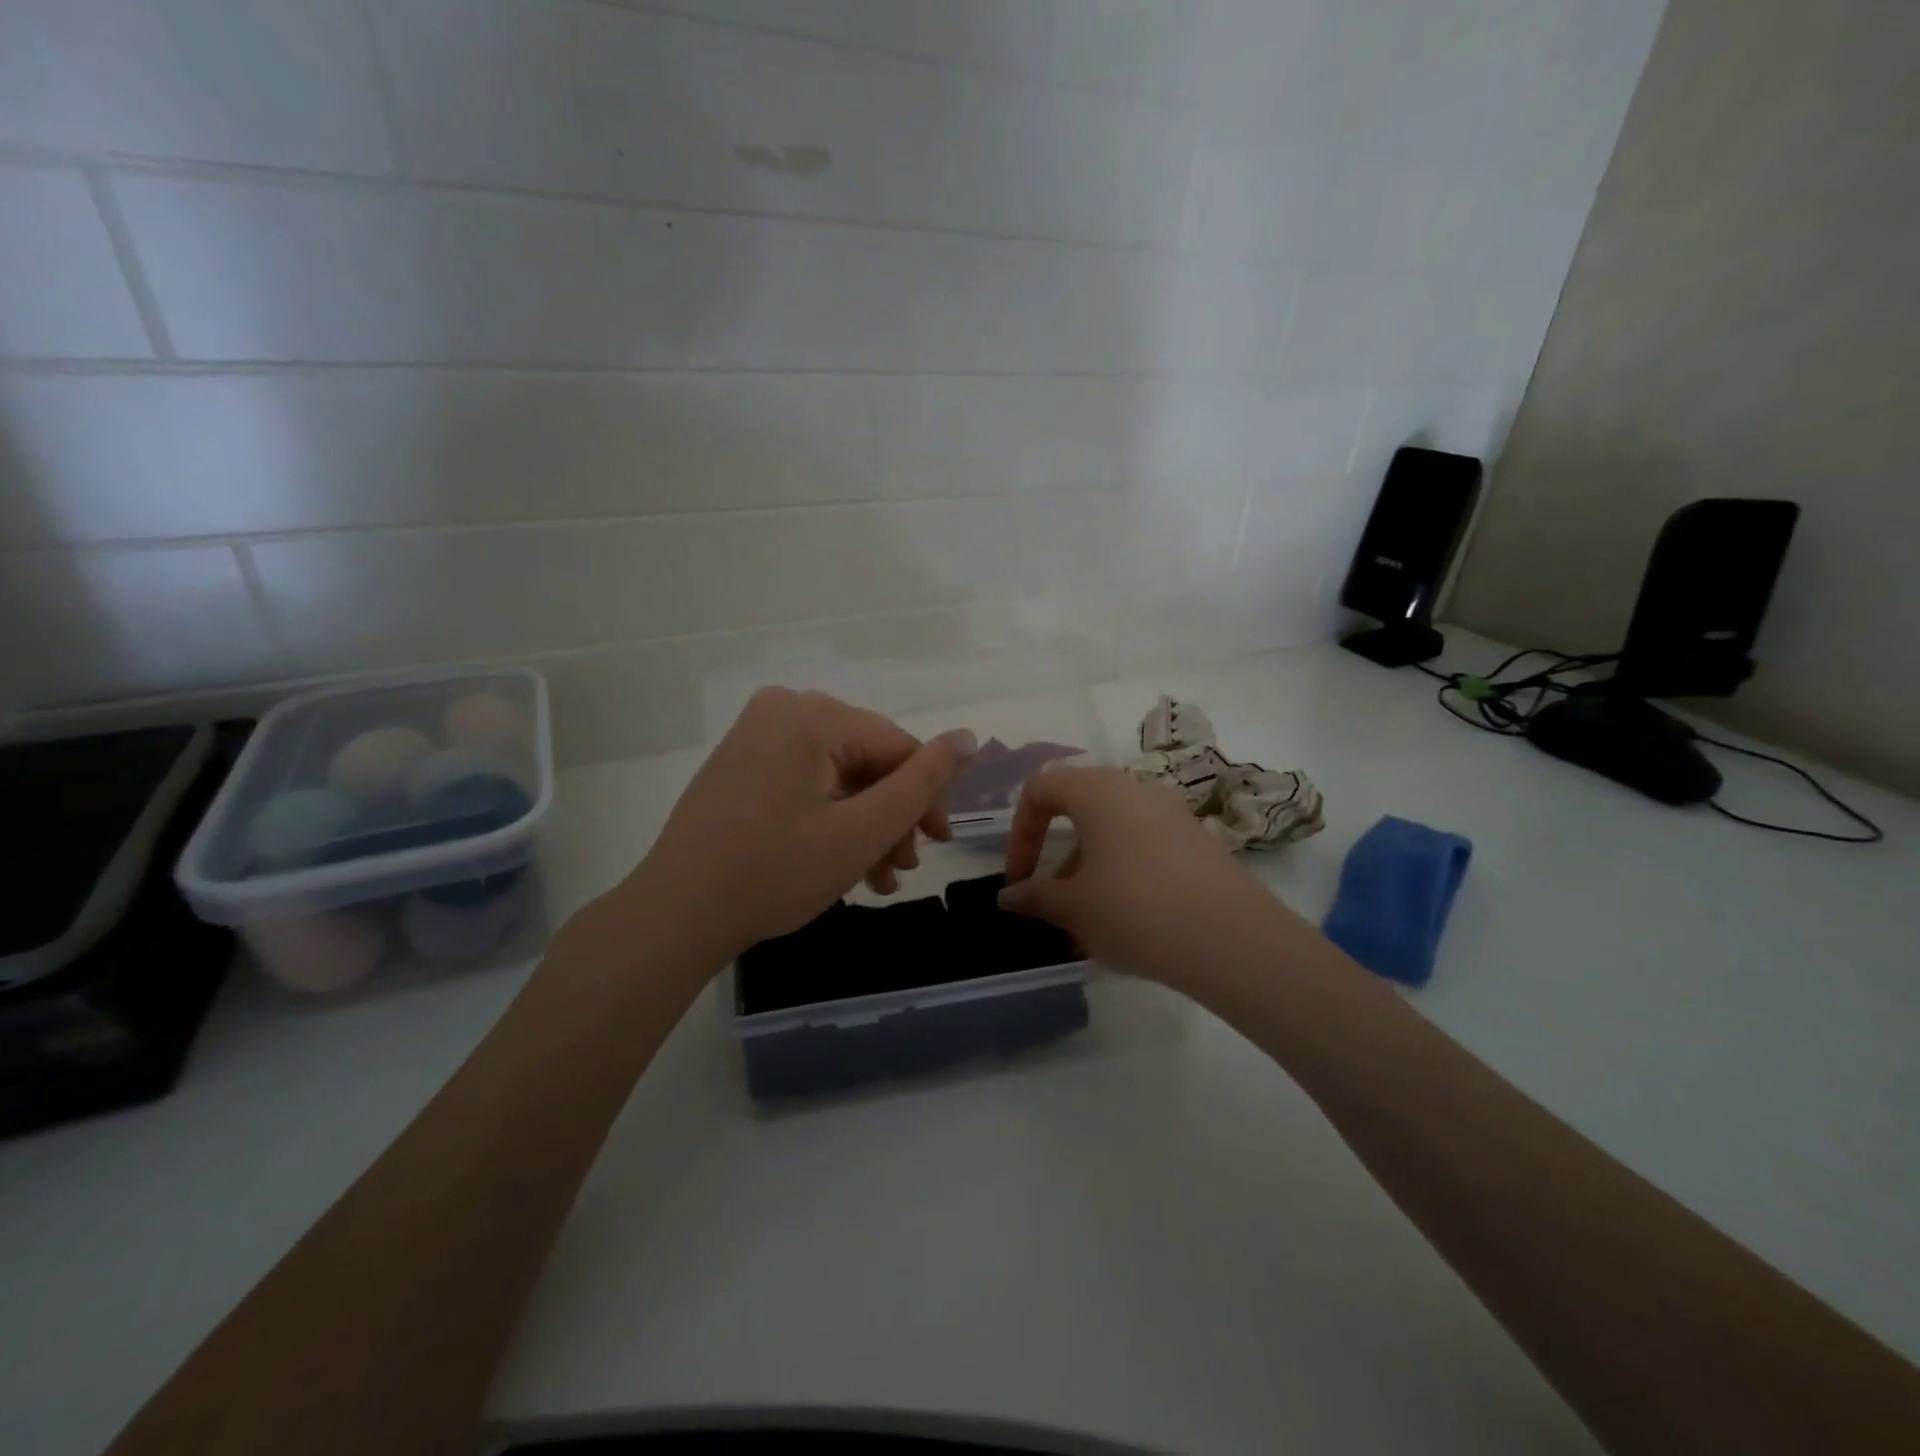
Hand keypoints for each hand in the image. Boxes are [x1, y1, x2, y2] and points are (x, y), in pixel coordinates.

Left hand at [625, 688, 975, 960]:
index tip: (938, 845)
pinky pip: (806, 782)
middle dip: (892, 818)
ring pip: (839, 776)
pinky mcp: (741, 764)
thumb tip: (968, 736)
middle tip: (903, 869)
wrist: (675, 914)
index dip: (927, 796)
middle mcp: (783, 710)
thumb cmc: (775, 872)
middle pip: (867, 761)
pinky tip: (844, 864)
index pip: (897, 746)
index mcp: (812, 714)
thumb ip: (922, 782)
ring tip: (878, 879)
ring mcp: (756, 736)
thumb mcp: (862, 830)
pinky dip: (830, 819)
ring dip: (865, 826)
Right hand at [997, 767, 1293, 993]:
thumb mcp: (1073, 907)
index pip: (1041, 788)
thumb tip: (1008, 896)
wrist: (1231, 940)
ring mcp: (1173, 815)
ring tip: (1088, 928)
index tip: (1019, 878)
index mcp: (1099, 791)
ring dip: (1090, 873)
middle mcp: (1137, 790)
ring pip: (1114, 834)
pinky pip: (1145, 850)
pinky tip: (1127, 926)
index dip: (1019, 832)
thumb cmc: (1134, 909)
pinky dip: (1124, 877)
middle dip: (1058, 858)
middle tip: (1054, 904)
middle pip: (1080, 811)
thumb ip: (1035, 896)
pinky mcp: (1198, 843)